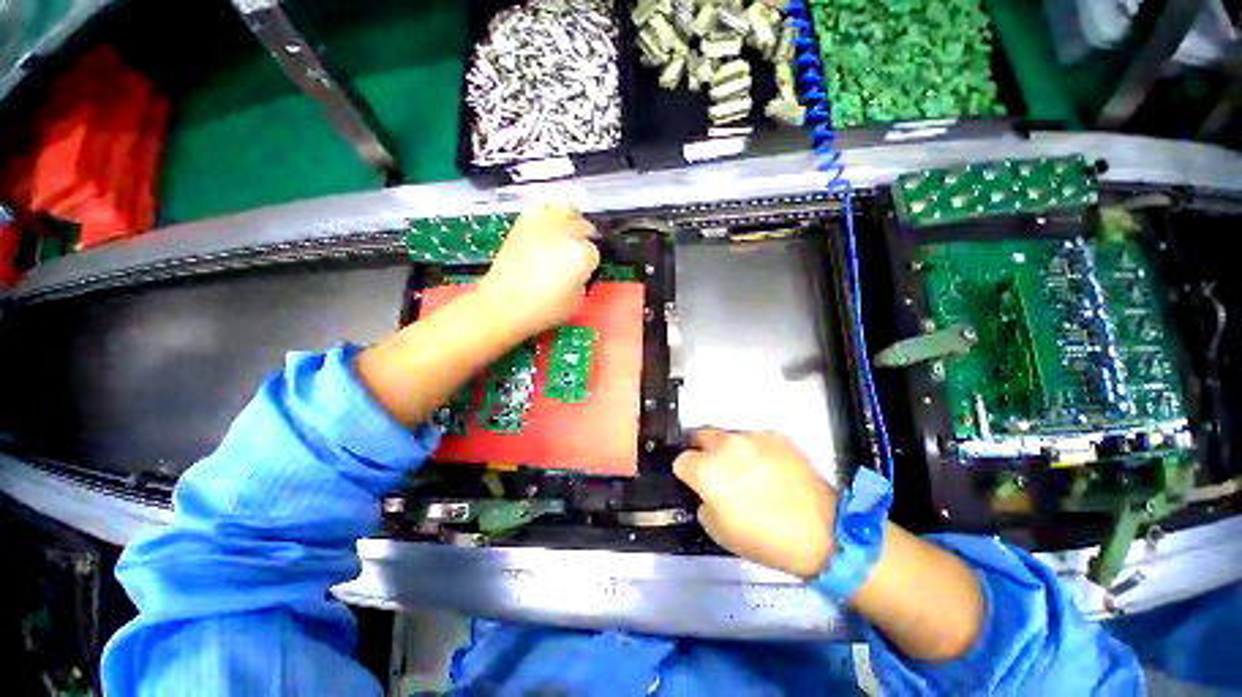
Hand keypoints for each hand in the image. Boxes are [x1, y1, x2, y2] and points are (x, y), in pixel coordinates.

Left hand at [477, 203, 599, 341]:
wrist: (503, 304)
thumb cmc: (543, 309)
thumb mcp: (577, 300)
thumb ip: (582, 279)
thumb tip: (578, 270)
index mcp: (582, 253)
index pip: (595, 252)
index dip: (589, 264)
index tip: (583, 273)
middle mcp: (565, 232)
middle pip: (583, 226)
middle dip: (584, 238)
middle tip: (578, 252)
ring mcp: (543, 224)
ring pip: (566, 209)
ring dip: (570, 221)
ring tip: (565, 235)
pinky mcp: (523, 223)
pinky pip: (543, 211)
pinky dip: (549, 218)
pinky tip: (546, 234)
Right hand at [674, 430, 837, 577]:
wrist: (822, 531)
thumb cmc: (765, 539)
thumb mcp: (719, 531)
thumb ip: (703, 503)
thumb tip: (706, 492)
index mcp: (706, 470)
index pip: (681, 461)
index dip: (686, 474)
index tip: (695, 483)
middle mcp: (724, 446)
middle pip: (700, 437)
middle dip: (702, 452)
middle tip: (717, 471)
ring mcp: (751, 437)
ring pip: (728, 436)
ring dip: (729, 450)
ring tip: (747, 470)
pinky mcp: (775, 435)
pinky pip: (755, 439)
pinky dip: (755, 451)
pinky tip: (770, 469)